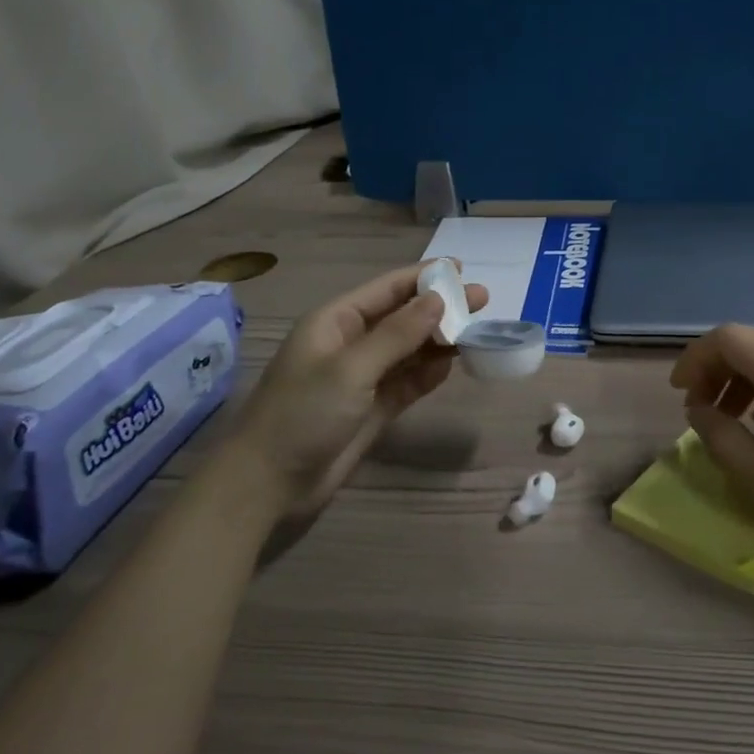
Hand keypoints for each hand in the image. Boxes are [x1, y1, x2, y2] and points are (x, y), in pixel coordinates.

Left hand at [234, 264, 487, 513]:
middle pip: (403, 317)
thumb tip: (438, 299)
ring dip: (439, 341)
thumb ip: (397, 334)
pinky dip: (429, 373)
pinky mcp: (372, 409)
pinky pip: (408, 382)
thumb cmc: (303, 414)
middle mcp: (351, 344)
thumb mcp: (351, 369)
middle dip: (440, 308)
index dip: (424, 277)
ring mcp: (363, 378)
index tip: (462, 269)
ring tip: (477, 332)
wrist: (269, 484)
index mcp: (336, 322)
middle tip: (483, 301)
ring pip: (409, 350)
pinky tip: (452, 366)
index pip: (387, 289)